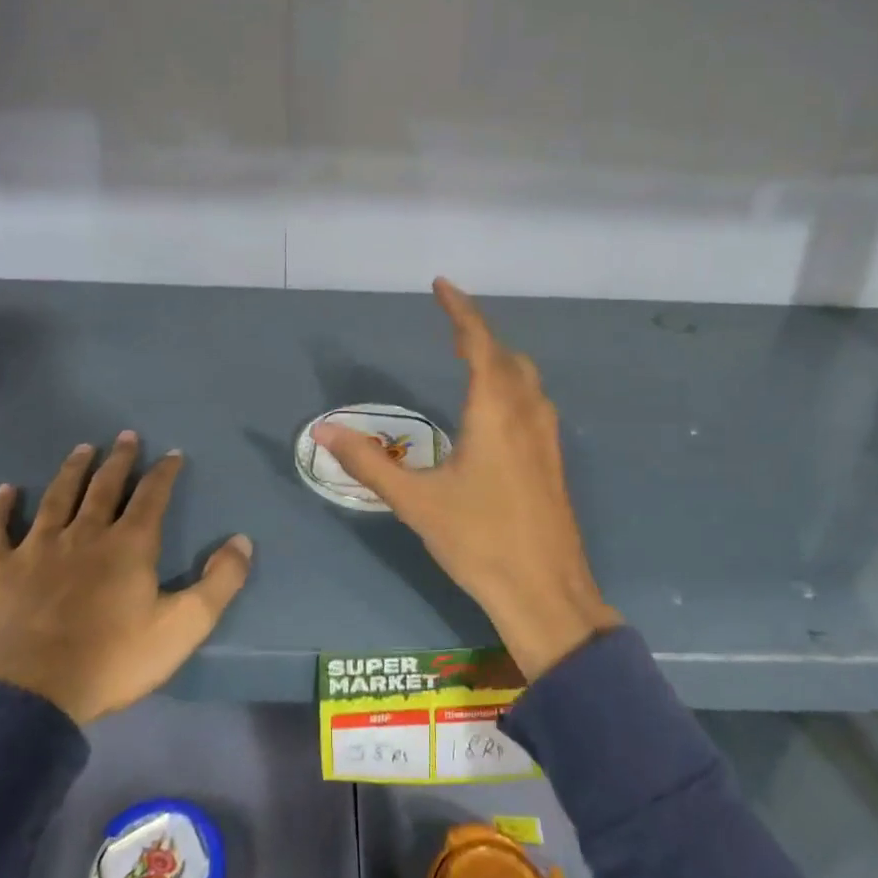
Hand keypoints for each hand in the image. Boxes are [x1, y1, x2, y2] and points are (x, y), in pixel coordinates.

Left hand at [0, 432, 252, 724]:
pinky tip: (6, 491)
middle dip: (119, 460)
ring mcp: (35, 548)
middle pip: (104, 487)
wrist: (27, 699)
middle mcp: (84, 534)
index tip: (172, 453)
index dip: (164, 472)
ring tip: (82, 449)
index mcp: (129, 546)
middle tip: (126, 436)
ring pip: (57, 497)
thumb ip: (219, 583)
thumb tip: (243, 540)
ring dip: (72, 471)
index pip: (152, 496)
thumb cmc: (110, 662)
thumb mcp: (182, 628)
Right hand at [312, 279, 620, 679]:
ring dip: (500, 358)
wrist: (545, 592)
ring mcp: (546, 438)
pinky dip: (513, 384)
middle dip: (478, 333)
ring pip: (526, 379)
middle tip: (449, 325)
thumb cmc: (479, 541)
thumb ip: (369, 463)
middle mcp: (526, 414)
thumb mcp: (416, 502)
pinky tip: (497, 410)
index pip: (479, 344)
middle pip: (507, 356)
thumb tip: (325, 431)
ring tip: (470, 357)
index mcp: (495, 412)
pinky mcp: (552, 461)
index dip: (460, 311)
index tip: (441, 286)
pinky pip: (533, 402)